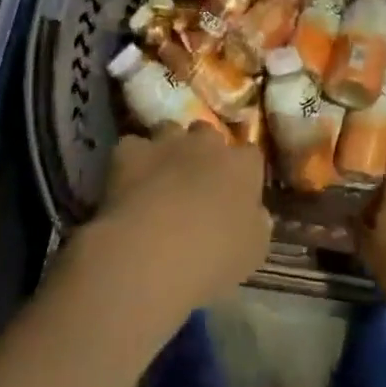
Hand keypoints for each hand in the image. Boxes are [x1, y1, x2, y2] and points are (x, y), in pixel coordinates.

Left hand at [80, 124, 271, 319]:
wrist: (152, 252)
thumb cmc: (213, 256)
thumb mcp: (253, 251)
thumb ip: (258, 224)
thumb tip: (257, 213)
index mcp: (242, 167)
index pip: (250, 154)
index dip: (242, 170)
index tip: (235, 189)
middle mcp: (207, 144)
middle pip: (208, 133)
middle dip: (203, 150)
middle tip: (195, 179)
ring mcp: (166, 143)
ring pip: (169, 130)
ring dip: (167, 147)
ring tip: (159, 175)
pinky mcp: (130, 151)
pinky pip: (132, 146)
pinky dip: (131, 160)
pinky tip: (127, 182)